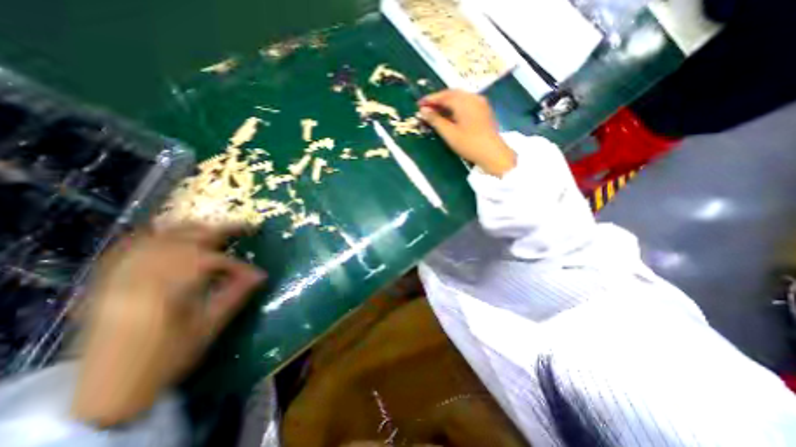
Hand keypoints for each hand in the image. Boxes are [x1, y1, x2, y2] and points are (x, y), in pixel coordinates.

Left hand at [71, 228, 263, 424]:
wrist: (106, 390)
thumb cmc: (167, 358)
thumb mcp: (209, 328)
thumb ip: (235, 295)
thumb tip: (261, 275)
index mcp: (166, 291)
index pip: (209, 262)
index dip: (236, 265)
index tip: (255, 274)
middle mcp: (140, 277)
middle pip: (185, 240)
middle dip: (219, 231)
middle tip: (244, 227)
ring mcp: (121, 276)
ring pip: (159, 238)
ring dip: (193, 229)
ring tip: (216, 228)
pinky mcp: (110, 280)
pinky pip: (131, 246)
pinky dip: (156, 235)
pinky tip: (172, 232)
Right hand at [417, 89, 515, 175]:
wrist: (493, 153)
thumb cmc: (468, 143)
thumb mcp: (449, 133)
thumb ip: (435, 120)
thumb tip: (423, 111)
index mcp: (463, 101)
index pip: (443, 96)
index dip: (430, 99)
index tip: (419, 104)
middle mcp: (473, 97)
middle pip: (452, 94)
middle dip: (438, 99)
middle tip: (427, 107)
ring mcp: (480, 103)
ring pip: (460, 98)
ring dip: (447, 102)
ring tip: (436, 111)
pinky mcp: (484, 110)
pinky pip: (467, 103)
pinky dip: (456, 106)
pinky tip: (451, 114)